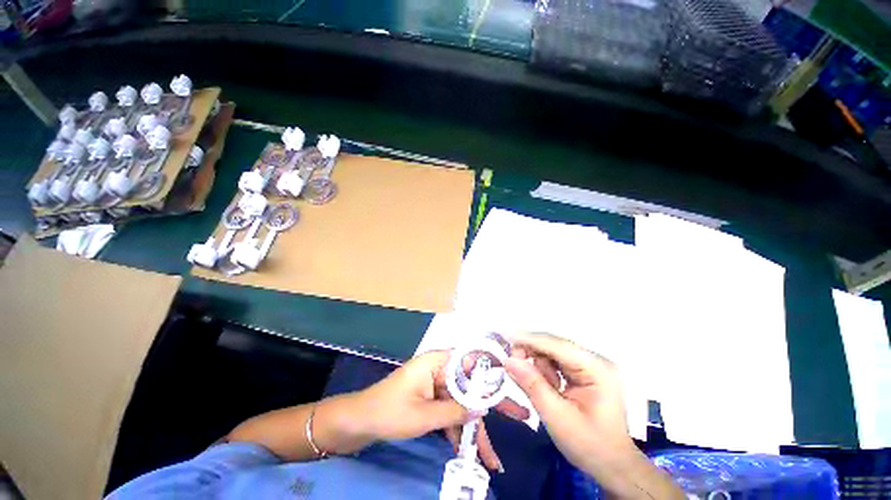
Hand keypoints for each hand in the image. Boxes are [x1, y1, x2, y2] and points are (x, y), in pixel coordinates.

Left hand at [338, 350, 527, 471]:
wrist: (360, 422)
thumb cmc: (389, 411)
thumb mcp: (424, 415)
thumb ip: (455, 411)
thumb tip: (483, 408)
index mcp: (438, 361)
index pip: (471, 360)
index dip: (492, 372)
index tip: (514, 384)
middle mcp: (440, 369)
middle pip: (471, 385)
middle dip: (493, 405)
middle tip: (521, 416)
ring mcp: (436, 385)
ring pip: (463, 404)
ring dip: (476, 430)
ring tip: (494, 457)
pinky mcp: (432, 399)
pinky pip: (451, 413)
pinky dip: (459, 432)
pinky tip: (470, 454)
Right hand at [504, 333, 631, 468]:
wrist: (612, 465)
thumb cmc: (589, 445)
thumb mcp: (557, 417)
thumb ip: (532, 385)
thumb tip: (508, 359)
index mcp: (597, 369)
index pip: (557, 345)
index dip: (529, 339)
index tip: (504, 337)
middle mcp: (596, 360)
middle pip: (554, 345)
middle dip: (532, 353)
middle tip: (513, 366)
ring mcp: (591, 364)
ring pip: (553, 352)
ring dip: (540, 366)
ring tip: (545, 391)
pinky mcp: (586, 371)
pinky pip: (557, 361)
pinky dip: (546, 371)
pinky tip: (549, 387)